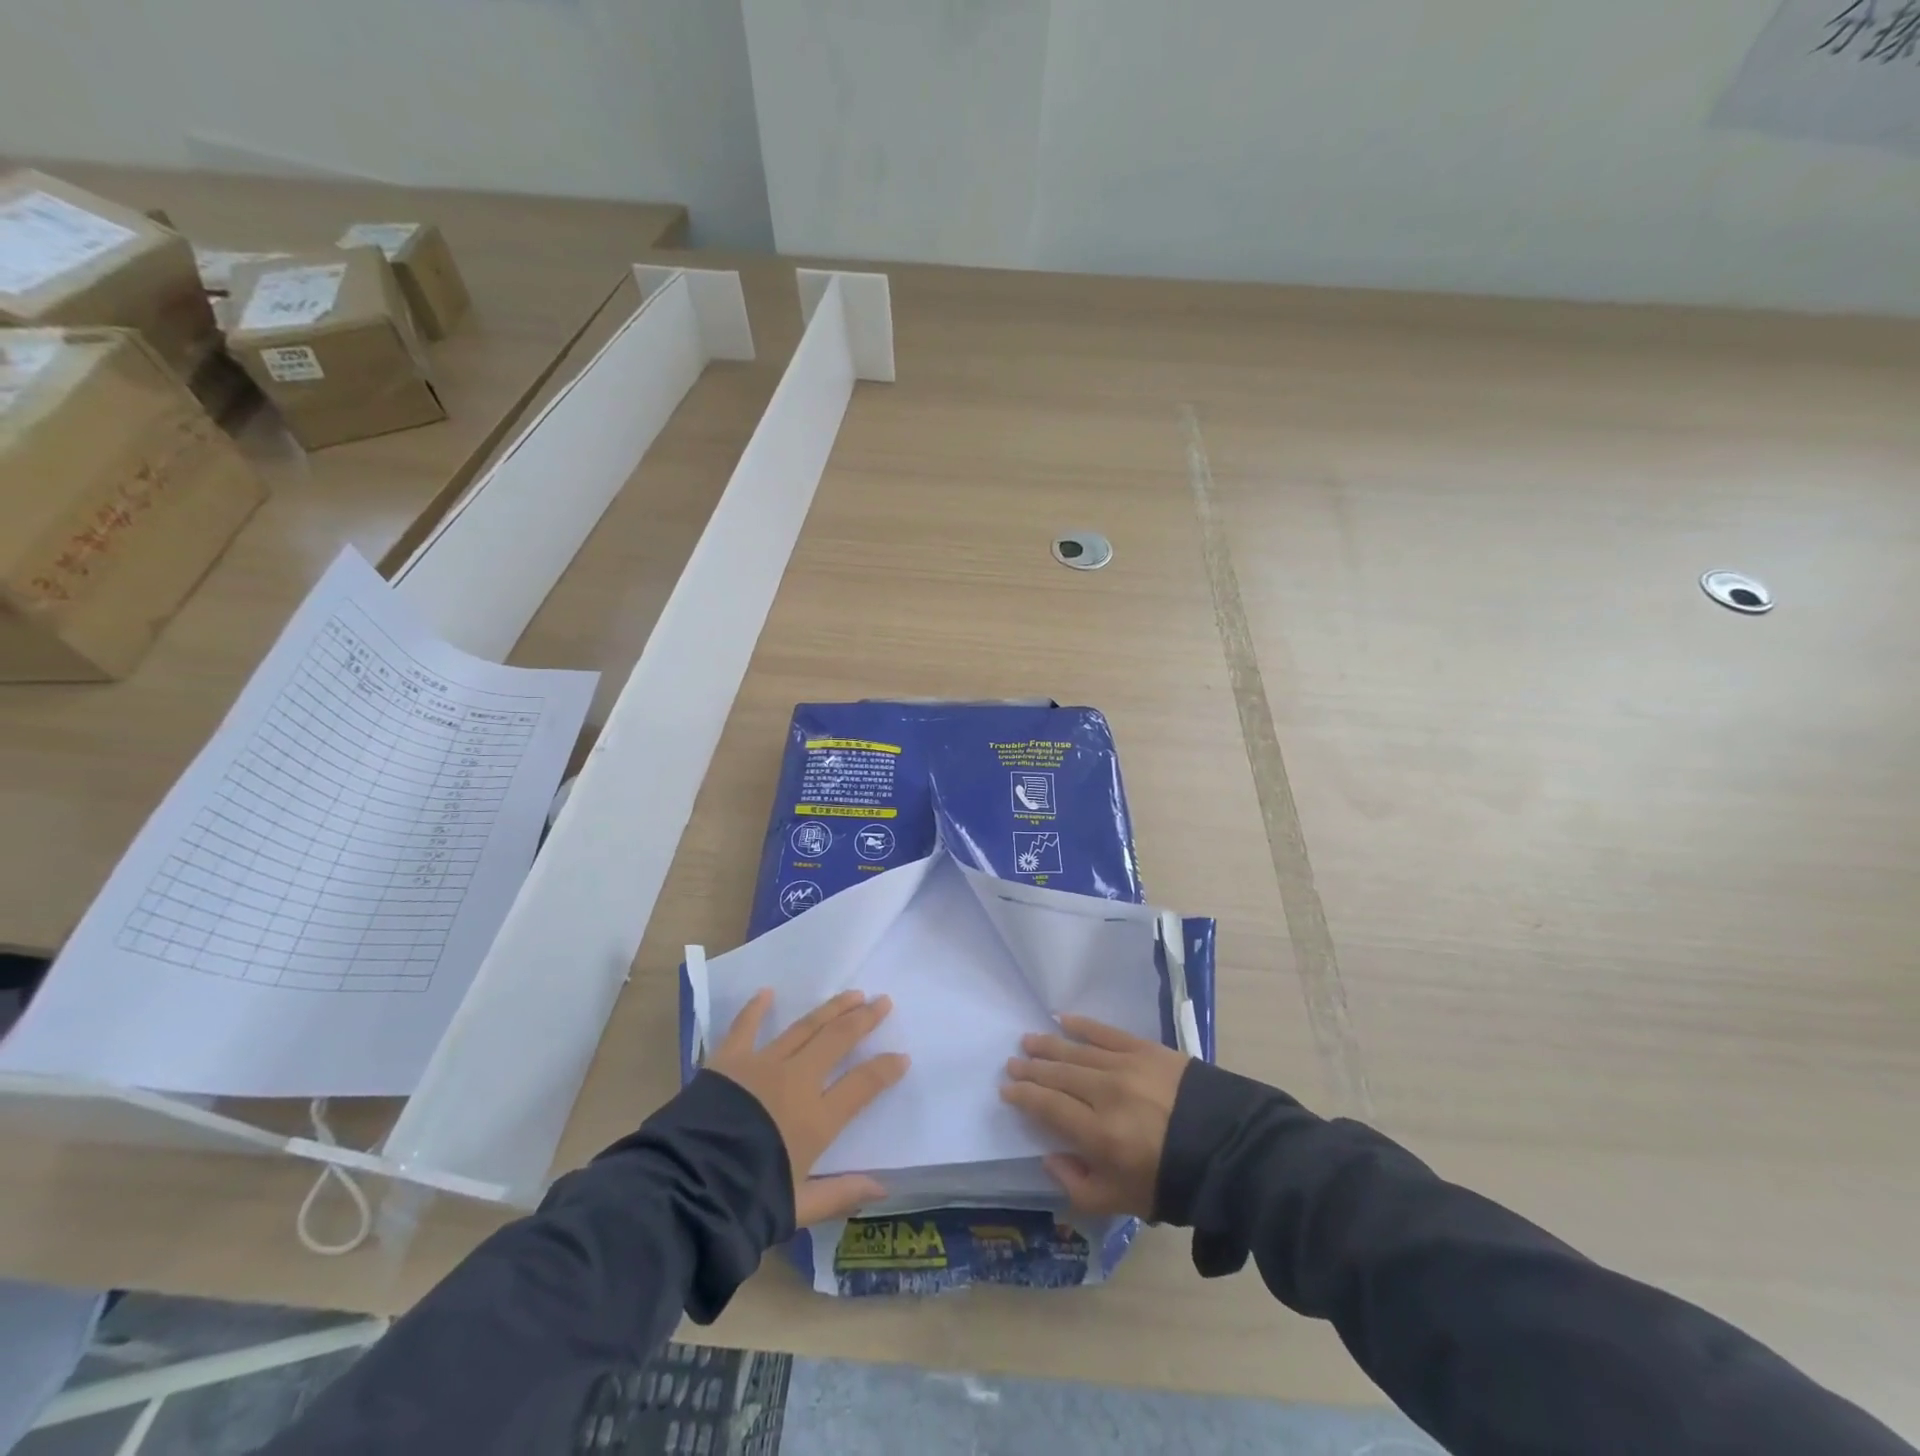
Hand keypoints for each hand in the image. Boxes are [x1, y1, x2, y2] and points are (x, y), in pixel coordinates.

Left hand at [708, 988, 908, 1225]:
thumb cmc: (746, 1201)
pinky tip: (768, 992)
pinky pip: (746, 1027)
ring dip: (831, 1008)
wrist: (686, 1187)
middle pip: (838, 1040)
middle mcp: (796, 1081)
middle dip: (864, 1019)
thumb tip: (883, 1188)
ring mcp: (763, 1065)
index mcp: (817, 1118)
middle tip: (882, 1002)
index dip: (886, 1069)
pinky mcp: (729, 1060)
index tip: (902, 1057)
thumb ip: (841, 1193)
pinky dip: (756, 1008)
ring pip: (805, 1027)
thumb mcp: (799, 1206)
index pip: (863, 1084)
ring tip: (851, 994)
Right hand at [1001, 1015, 1189, 1218]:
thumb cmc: (1172, 1181)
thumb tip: (1050, 1157)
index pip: (1048, 1107)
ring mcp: (1125, 1066)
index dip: (1023, 1097)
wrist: (1229, 1149)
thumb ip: (1078, 1185)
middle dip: (1031, 1069)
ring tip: (1028, 1040)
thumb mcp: (1122, 1202)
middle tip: (1012, 1063)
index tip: (1006, 1090)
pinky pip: (1106, 1032)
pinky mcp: (1145, 1049)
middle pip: (1058, 1075)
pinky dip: (1083, 1025)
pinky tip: (1064, 1019)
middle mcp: (1106, 1093)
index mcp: (1099, 1134)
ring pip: (1076, 1051)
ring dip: (1049, 1045)